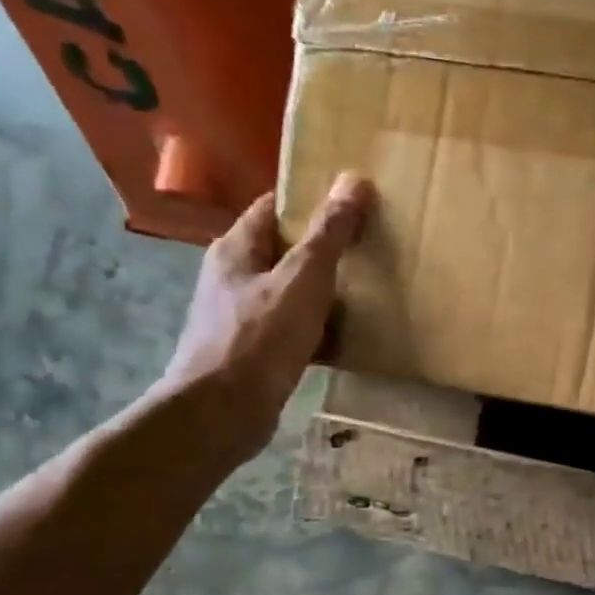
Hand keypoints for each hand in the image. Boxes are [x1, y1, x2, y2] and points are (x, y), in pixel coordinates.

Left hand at [156, 173, 373, 467]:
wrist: (221, 413)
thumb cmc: (260, 338)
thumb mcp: (303, 279)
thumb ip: (329, 233)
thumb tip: (354, 180)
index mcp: (237, 248)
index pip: (275, 206)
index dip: (313, 200)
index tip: (355, 202)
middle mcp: (234, 277)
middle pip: (286, 249)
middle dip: (326, 248)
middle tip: (372, 245)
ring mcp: (242, 316)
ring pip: (293, 291)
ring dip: (326, 291)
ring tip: (371, 289)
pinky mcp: (255, 352)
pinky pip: (295, 328)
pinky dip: (321, 329)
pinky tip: (351, 336)